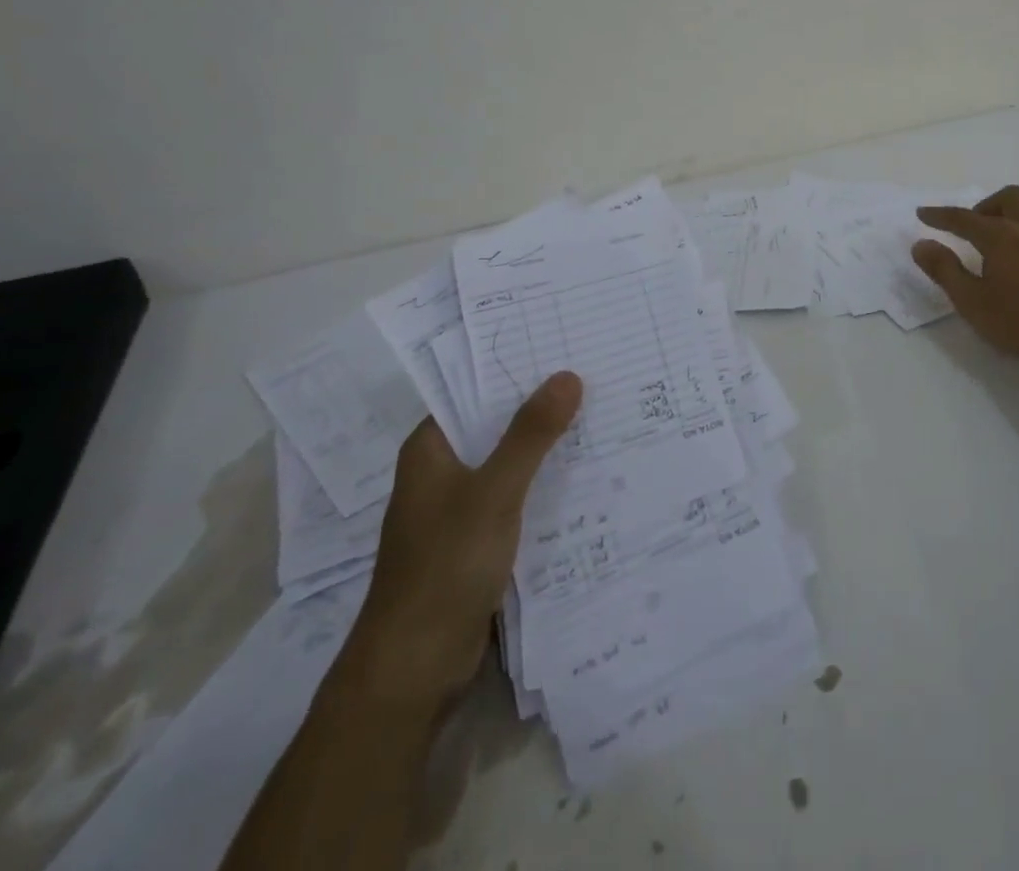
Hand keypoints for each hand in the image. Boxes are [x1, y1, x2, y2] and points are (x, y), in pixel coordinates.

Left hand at [341, 371, 582, 709]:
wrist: (414, 669)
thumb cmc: (445, 566)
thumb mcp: (495, 492)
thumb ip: (531, 434)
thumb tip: (567, 375)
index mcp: (430, 450)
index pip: (475, 391)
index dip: (517, 370)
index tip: (565, 349)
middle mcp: (441, 473)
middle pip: (496, 427)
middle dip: (542, 409)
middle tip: (598, 379)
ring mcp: (458, 510)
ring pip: (510, 465)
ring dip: (548, 450)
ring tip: (604, 419)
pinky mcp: (476, 544)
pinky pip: (517, 500)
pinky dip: (545, 488)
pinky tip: (588, 478)